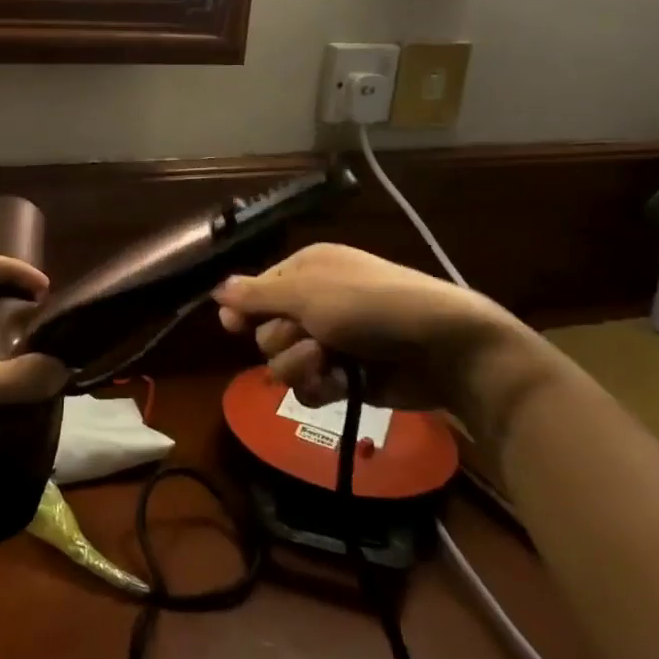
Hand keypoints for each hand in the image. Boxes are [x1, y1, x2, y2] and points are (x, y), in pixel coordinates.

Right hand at [213, 242, 546, 428]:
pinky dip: (319, 386)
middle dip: (281, 339)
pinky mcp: (345, 377)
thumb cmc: (369, 306)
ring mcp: (331, 342)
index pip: (257, 289)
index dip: (244, 308)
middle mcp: (314, 303)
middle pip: (265, 330)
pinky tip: (339, 384)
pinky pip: (307, 388)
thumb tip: (216, 288)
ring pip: (282, 362)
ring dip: (299, 365)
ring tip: (328, 362)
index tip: (232, 326)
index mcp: (306, 271)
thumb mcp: (307, 293)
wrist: (442, 347)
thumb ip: (256, 294)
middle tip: (309, 338)